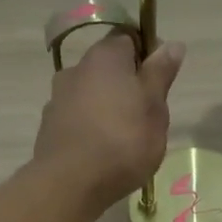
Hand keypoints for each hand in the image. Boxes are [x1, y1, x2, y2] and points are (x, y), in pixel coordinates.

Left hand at [33, 32, 184, 209]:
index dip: (148, 54)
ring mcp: (58, 98)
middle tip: (147, 114)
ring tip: (125, 138)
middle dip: (128, 84)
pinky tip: (103, 151)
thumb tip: (172, 43)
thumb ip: (161, 73)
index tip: (160, 81)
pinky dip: (91, 126)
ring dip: (108, 106)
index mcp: (105, 57)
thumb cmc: (123, 140)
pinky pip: (78, 117)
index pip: (129, 38)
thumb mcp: (155, 106)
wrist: (70, 183)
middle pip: (109, 67)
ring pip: (92, 93)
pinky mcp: (49, 126)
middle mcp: (76, 69)